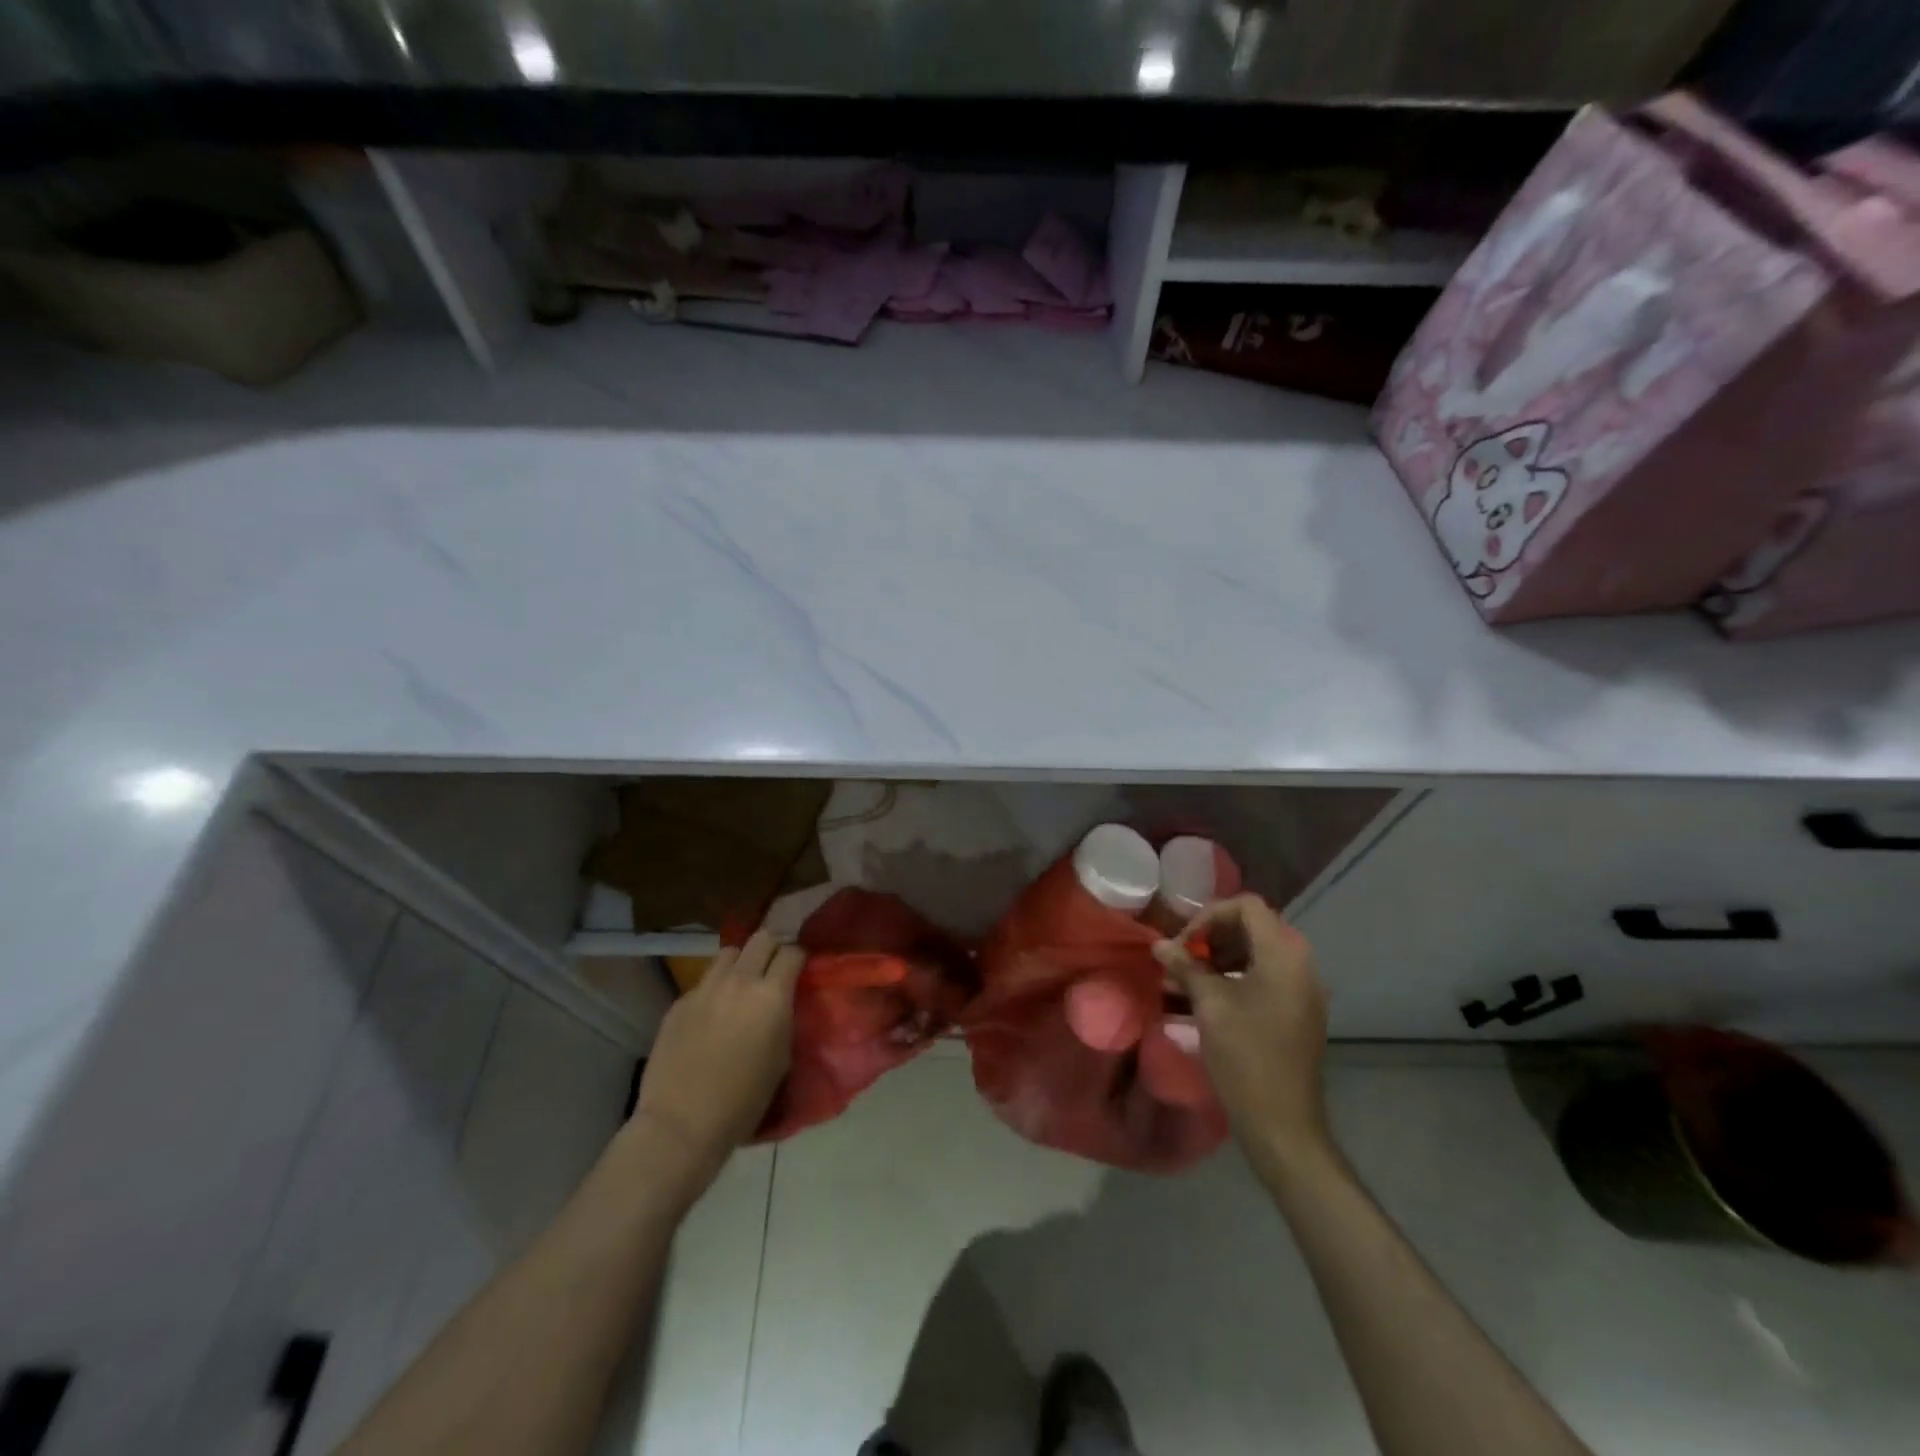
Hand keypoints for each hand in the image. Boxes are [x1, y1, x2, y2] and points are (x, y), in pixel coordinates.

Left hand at [629, 929, 802, 1199]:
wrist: (682, 1125)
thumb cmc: (744, 1102)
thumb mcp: (782, 1058)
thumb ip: (785, 1018)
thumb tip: (784, 1001)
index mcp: (771, 995)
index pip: (792, 951)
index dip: (799, 957)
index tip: (800, 969)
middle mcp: (739, 981)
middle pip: (761, 938)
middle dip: (773, 947)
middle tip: (775, 967)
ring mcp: (705, 989)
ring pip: (729, 952)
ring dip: (741, 962)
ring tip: (742, 984)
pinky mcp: (679, 1002)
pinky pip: (704, 982)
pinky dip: (715, 989)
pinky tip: (713, 1015)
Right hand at [1154, 896, 1332, 1179]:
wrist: (1283, 1125)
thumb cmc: (1245, 1057)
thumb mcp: (1209, 1006)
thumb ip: (1186, 966)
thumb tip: (1159, 944)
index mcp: (1283, 956)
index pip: (1247, 906)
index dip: (1210, 915)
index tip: (1184, 943)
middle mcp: (1300, 965)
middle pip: (1252, 927)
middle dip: (1212, 937)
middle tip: (1180, 959)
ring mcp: (1301, 991)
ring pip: (1256, 953)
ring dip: (1219, 958)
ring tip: (1185, 979)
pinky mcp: (1297, 1013)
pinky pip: (1265, 978)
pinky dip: (1234, 978)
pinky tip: (1205, 999)